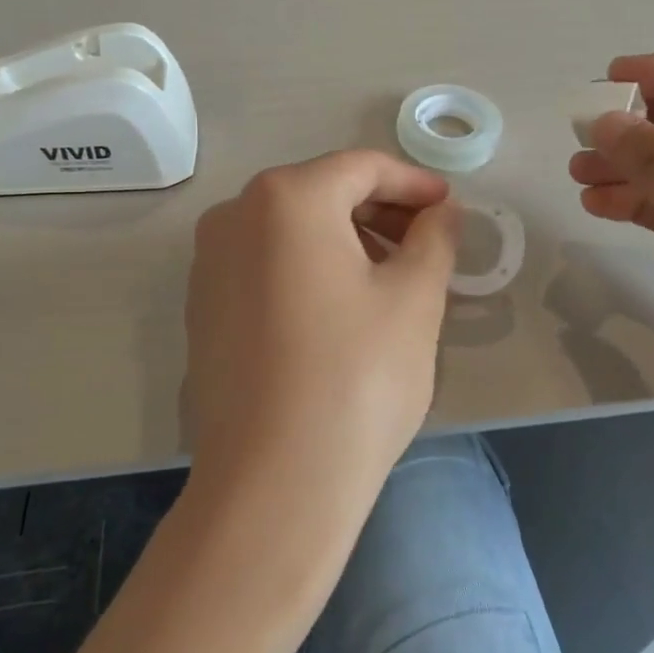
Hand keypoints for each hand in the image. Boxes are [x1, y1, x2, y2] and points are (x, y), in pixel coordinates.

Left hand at [183, 150, 460, 531]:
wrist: (273, 484)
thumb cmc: (357, 378)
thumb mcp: (415, 298)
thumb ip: (435, 237)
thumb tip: (442, 210)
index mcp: (285, 198)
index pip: (362, 167)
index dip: (414, 183)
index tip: (450, 208)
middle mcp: (234, 216)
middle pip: (322, 193)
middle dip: (381, 211)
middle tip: (428, 244)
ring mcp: (209, 263)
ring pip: (292, 229)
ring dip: (347, 239)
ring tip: (392, 277)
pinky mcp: (203, 308)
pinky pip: (266, 264)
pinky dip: (310, 268)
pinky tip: (342, 308)